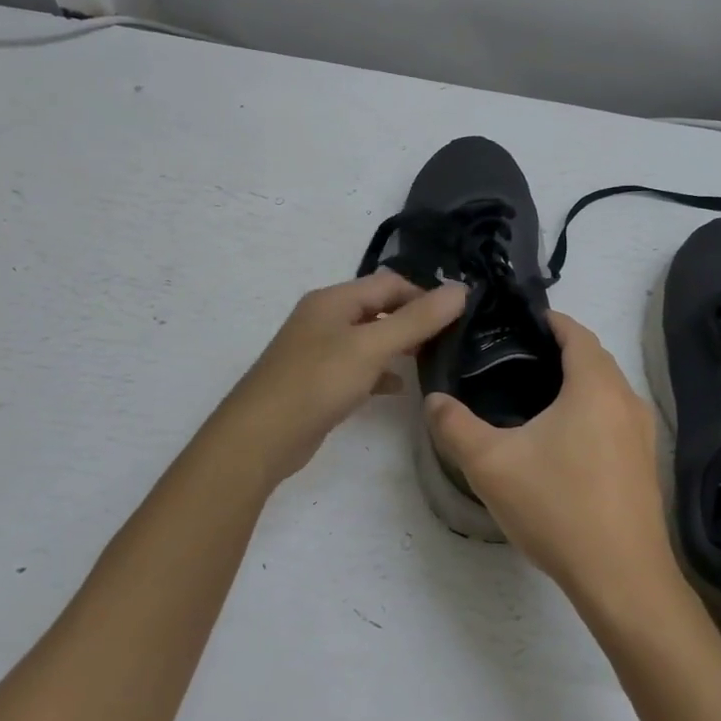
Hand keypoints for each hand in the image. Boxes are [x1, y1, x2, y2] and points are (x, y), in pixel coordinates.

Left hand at [215, 272, 466, 485]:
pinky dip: (380, 373)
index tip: (457, 318)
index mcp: (334, 299)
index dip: (424, 294)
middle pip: (379, 308)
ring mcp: (319, 350)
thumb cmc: (317, 382)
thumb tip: (461, 289)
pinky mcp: (318, 381)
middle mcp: (325, 318)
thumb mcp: (372, 347)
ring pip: (369, 339)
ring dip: (399, 346)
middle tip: (450, 340)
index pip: (390, 283)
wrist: (260, 438)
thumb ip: (418, 319)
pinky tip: (399, 389)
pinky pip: (357, 367)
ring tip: (432, 360)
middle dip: (413, 320)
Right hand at [424, 313, 679, 612]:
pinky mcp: (645, 462)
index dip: (547, 320)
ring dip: (576, 380)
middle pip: (593, 356)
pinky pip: (614, 416)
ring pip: (606, 388)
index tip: (515, 322)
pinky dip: (590, 409)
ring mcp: (642, 433)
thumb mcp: (492, 465)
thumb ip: (455, 426)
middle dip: (558, 348)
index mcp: (595, 386)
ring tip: (532, 394)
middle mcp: (626, 399)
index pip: (575, 331)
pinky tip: (562, 439)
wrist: (623, 579)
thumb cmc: (559, 508)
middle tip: (513, 357)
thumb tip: (433, 400)